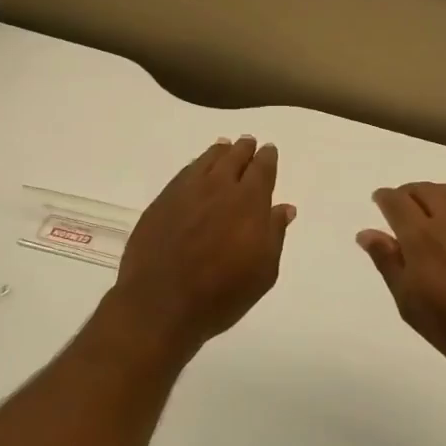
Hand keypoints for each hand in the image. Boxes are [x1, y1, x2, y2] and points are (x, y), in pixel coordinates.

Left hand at [109, 136, 295, 357]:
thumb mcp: (262, 271)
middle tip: (248, 143)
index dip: (267, 158)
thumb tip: (284, 208)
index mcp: (248, 202)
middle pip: (233, 158)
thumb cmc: (221, 294)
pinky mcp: (162, 201)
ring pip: (207, 161)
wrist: (161, 303)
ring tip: (224, 147)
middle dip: (243, 149)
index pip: (262, 169)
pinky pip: (184, 173)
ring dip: (219, 152)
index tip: (268, 151)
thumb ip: (274, 234)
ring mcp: (186, 191)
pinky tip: (196, 169)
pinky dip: (196, 166)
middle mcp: (218, 187)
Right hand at [359, 182, 445, 394]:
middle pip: (424, 190)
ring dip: (435, 195)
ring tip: (432, 211)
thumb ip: (389, 264)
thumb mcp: (413, 307)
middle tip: (404, 209)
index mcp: (424, 241)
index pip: (397, 202)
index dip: (385, 198)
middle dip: (408, 194)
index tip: (380, 202)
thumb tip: (367, 233)